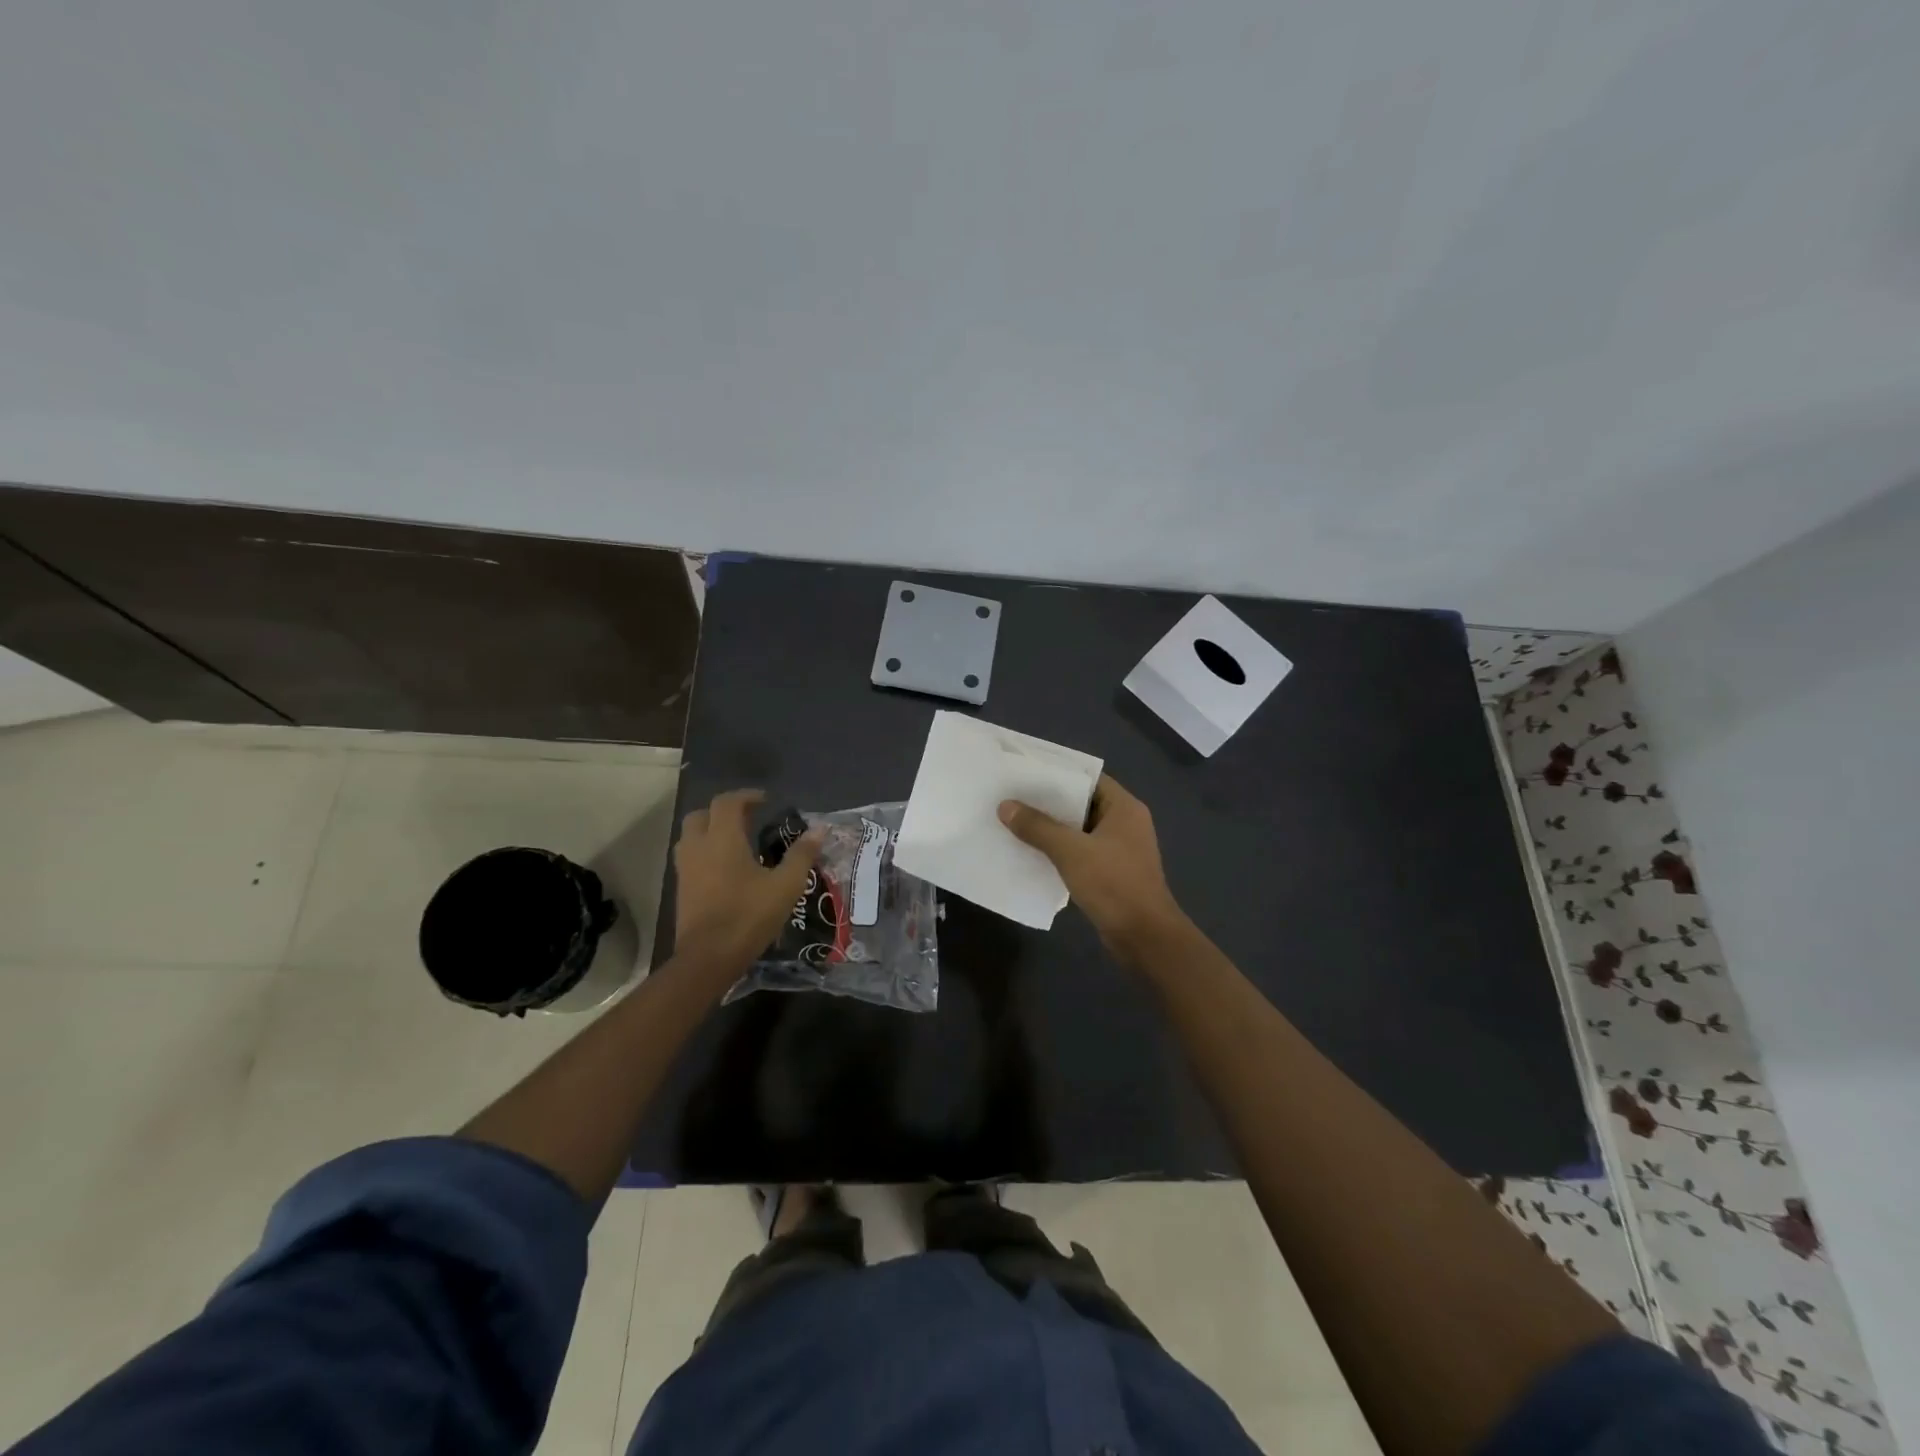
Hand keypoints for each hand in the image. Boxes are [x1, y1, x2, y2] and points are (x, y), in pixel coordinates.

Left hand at [673, 789, 823, 969]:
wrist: (708, 958)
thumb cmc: (748, 916)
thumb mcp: (785, 886)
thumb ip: (801, 855)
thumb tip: (819, 829)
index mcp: (723, 839)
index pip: (727, 803)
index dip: (746, 796)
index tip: (765, 801)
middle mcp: (699, 847)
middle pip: (702, 814)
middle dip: (724, 811)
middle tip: (749, 819)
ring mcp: (686, 869)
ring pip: (691, 836)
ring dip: (711, 831)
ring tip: (736, 842)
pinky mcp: (682, 889)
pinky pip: (690, 857)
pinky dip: (705, 852)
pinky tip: (726, 869)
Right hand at [999, 775, 1184, 959]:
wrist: (1145, 938)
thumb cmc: (1113, 884)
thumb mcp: (1071, 851)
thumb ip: (1038, 827)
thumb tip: (1005, 806)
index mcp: (1124, 808)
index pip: (1088, 778)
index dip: (1058, 773)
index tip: (1025, 772)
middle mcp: (1124, 823)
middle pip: (1082, 803)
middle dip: (1048, 803)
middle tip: (1012, 796)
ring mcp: (1119, 850)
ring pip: (1079, 830)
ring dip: (1052, 829)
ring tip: (1014, 822)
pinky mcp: (1112, 873)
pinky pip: (1080, 853)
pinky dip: (1059, 851)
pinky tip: (1031, 853)